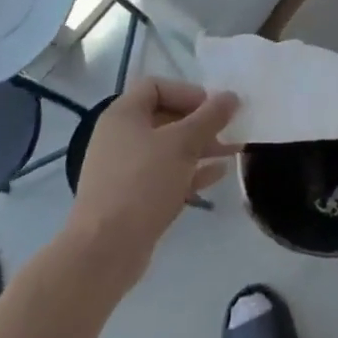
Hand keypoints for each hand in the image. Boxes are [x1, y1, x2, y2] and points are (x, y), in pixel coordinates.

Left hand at [68, 77, 236, 284]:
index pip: (156, 86)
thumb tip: (231, 96)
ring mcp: (124, 169)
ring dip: (200, 147)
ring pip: (168, 148)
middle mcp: (120, 136)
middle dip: (200, 123)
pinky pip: (164, 174)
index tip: (212, 109)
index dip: (187, 92)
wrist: (105, 250)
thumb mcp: (182, 144)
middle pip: (165, 117)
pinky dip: (190, 171)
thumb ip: (210, 117)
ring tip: (232, 152)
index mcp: (123, 114)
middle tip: (229, 132)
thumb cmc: (142, 183)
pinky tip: (217, 175)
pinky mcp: (131, 197)